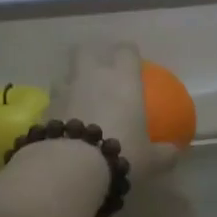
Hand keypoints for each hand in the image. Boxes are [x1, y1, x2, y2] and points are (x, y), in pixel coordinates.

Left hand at [50, 44, 179, 183]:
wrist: (71, 166)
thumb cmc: (121, 152)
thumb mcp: (150, 160)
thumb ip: (163, 154)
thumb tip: (174, 153)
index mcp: (123, 80)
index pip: (126, 51)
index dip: (128, 53)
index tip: (131, 62)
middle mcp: (92, 77)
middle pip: (85, 50)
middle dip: (90, 56)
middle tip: (97, 71)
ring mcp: (64, 91)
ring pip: (64, 76)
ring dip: (70, 85)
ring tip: (77, 103)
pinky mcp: (43, 111)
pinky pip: (52, 104)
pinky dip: (57, 111)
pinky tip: (62, 128)